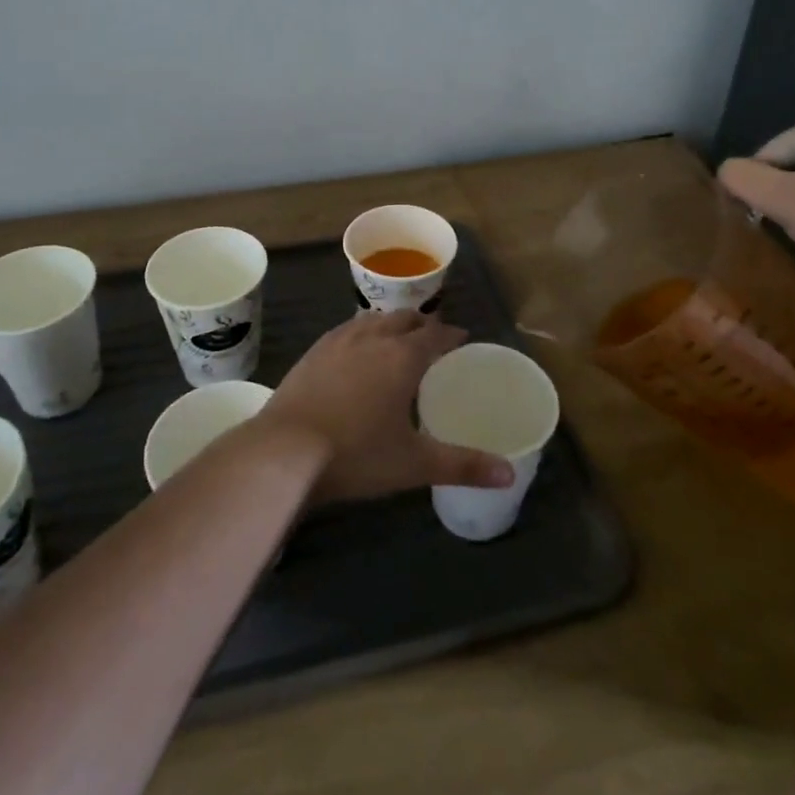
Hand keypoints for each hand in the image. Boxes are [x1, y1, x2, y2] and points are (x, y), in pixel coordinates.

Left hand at [258, 310, 515, 503]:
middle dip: (422, 324)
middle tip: (433, 337)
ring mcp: (339, 341)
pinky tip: (356, 348)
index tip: (461, 338)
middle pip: (404, 319)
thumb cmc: (356, 454)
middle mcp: (374, 338)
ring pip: (373, 320)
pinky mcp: (313, 352)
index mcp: (403, 357)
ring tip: (397, 337)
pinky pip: (346, 330)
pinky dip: (361, 332)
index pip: (435, 335)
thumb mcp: (414, 463)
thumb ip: (463, 465)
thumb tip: (509, 474)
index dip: (451, 335)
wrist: (285, 450)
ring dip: (391, 324)